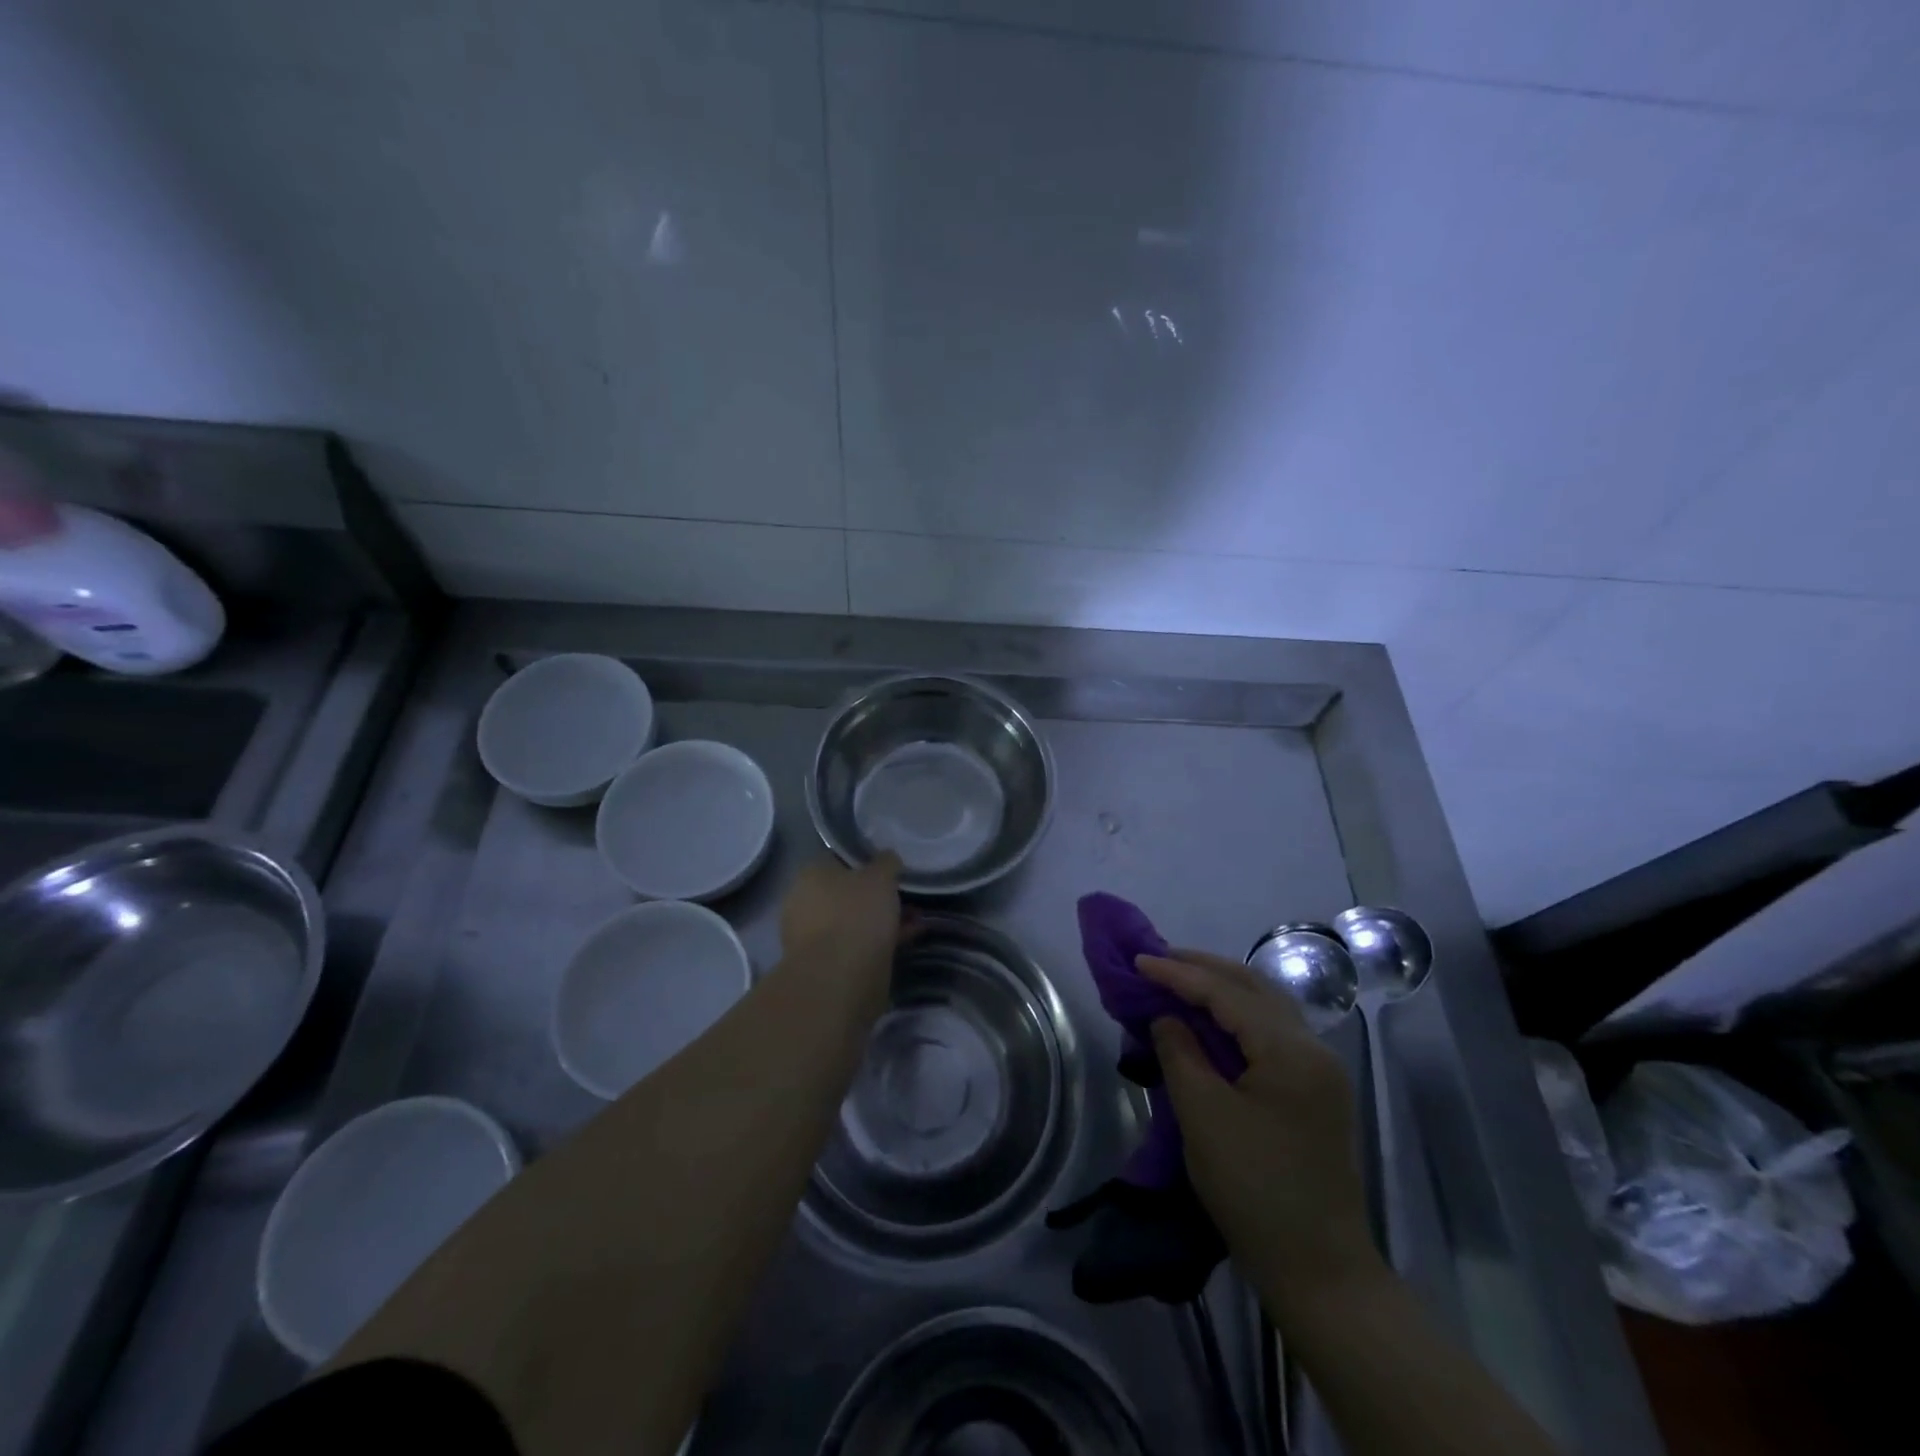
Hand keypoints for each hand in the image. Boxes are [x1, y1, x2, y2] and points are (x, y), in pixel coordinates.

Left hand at [779, 853, 907, 1015]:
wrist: (840, 979)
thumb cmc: (856, 914)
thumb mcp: (881, 877)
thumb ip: (886, 863)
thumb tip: (887, 858)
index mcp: (810, 874)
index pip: (837, 858)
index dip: (864, 861)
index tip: (889, 868)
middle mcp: (805, 902)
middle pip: (846, 892)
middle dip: (875, 895)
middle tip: (905, 895)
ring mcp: (813, 936)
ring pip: (854, 920)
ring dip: (882, 919)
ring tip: (916, 918)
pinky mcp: (827, 965)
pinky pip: (859, 944)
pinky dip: (882, 940)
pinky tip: (911, 937)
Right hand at [1140, 949, 1381, 1320]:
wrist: (1320, 1271)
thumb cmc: (1255, 1189)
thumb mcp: (1204, 1116)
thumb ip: (1180, 1053)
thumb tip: (1165, 1017)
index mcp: (1290, 1050)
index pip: (1227, 993)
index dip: (1179, 973)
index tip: (1138, 960)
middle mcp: (1313, 1048)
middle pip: (1254, 987)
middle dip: (1204, 968)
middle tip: (1158, 960)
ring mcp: (1320, 1070)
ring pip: (1266, 1006)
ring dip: (1222, 988)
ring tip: (1179, 980)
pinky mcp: (1316, 1091)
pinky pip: (1272, 1031)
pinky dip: (1237, 1015)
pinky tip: (1212, 1018)